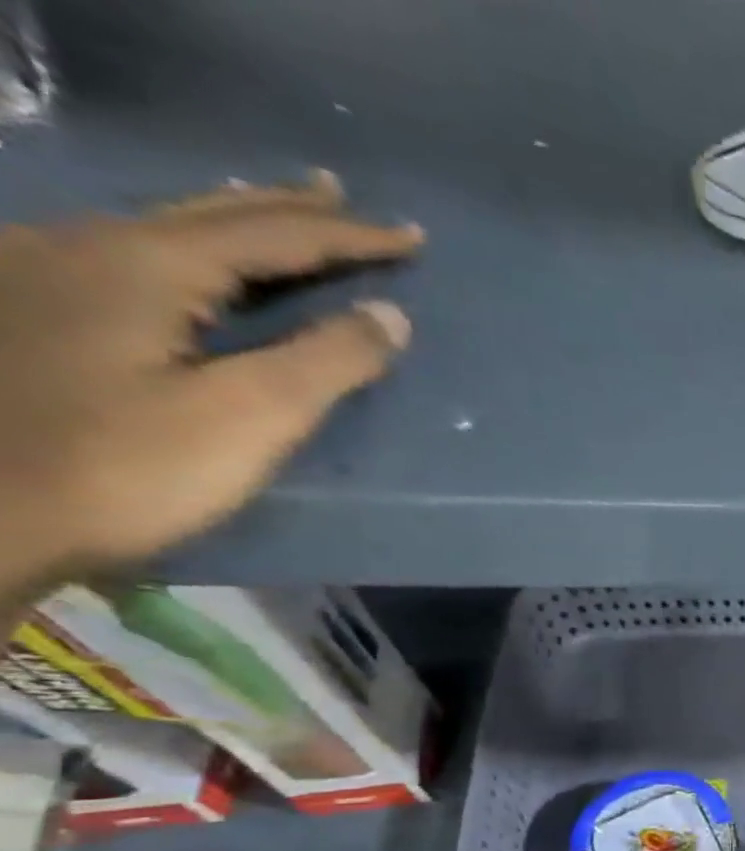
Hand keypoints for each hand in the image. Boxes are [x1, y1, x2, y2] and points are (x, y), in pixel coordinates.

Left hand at [0, 172, 421, 602]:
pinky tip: (189, 256)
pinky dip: (188, 247)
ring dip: (232, 219)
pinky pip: (129, 254)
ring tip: (276, 212)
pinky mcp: (31, 310)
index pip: (273, 236)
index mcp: (143, 265)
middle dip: (286, 207)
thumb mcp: (250, 416)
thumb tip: (390, 316)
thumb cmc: (128, 467)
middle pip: (209, 214)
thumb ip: (327, 362)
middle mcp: (84, 246)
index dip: (350, 237)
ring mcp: (43, 271)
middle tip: (340, 195)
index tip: (411, 237)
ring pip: (162, 228)